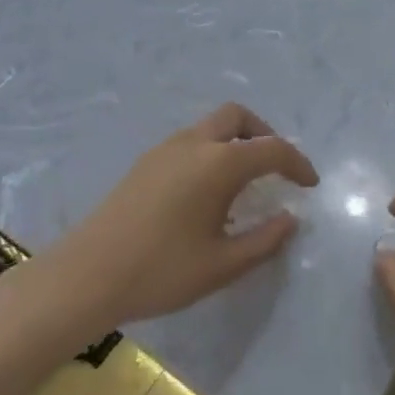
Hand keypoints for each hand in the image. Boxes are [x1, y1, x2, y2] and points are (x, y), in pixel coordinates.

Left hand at [36, 103, 317, 336]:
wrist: (85, 277)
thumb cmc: (160, 271)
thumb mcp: (222, 265)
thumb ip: (264, 240)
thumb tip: (290, 219)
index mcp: (219, 164)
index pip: (272, 149)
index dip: (298, 164)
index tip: (310, 185)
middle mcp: (194, 144)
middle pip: (237, 117)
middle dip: (263, 134)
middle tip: (274, 168)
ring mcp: (164, 150)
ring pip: (211, 127)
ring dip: (235, 142)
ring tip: (243, 182)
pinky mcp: (145, 163)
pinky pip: (190, 142)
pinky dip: (211, 151)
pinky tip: (207, 191)